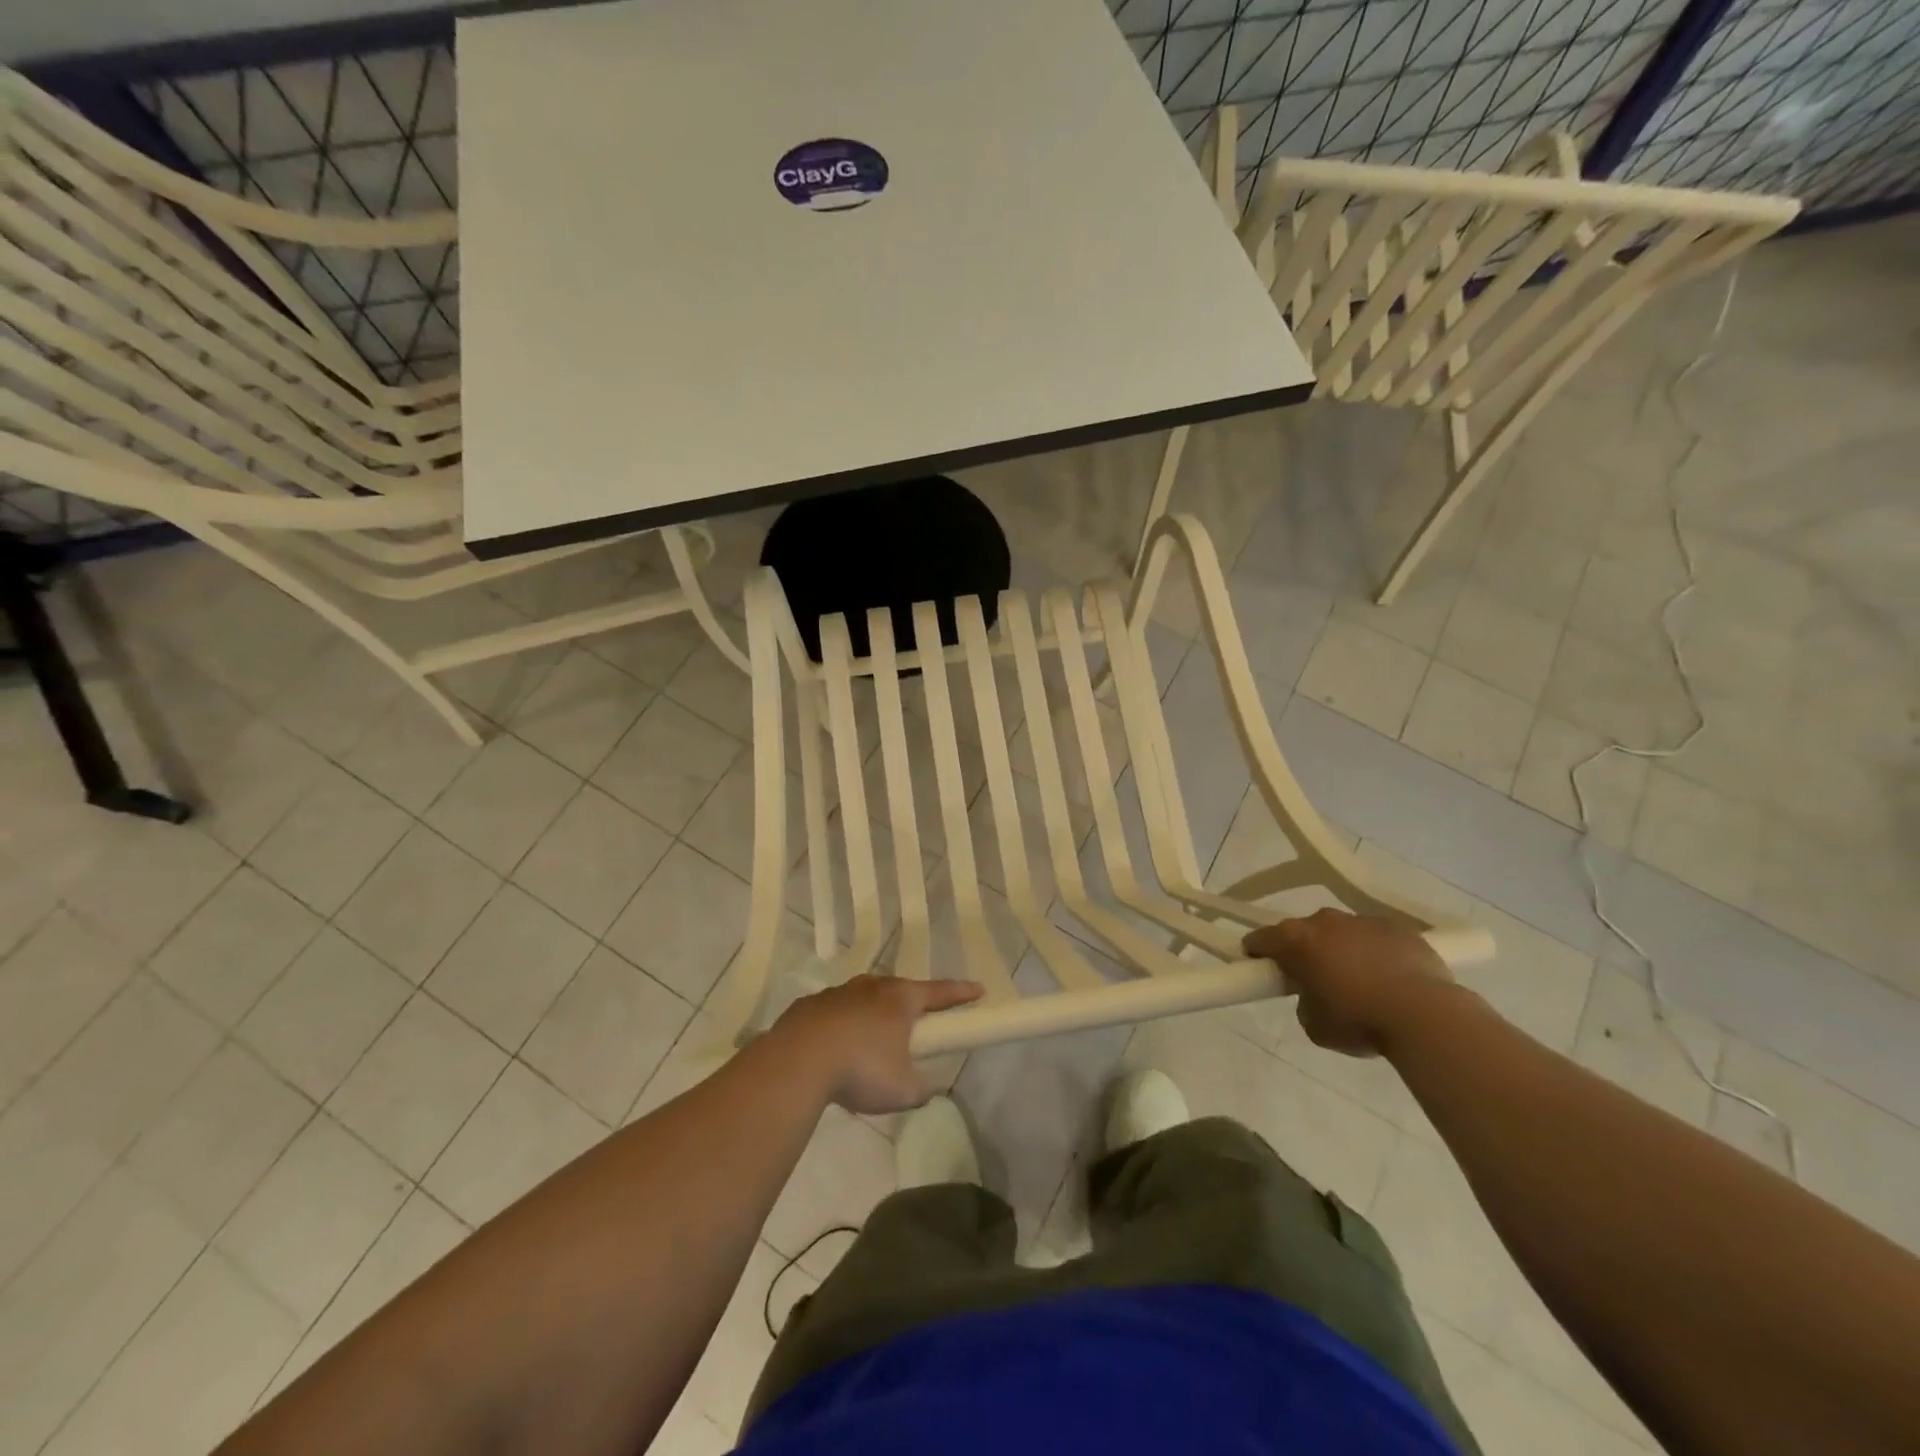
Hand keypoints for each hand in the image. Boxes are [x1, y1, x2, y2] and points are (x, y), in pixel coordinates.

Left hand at [773, 975, 983, 1113]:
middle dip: (910, 1005)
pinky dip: (840, 1027)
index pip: (940, 992)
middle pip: (899, 991)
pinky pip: (833, 1013)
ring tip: (869, 1045)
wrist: (798, 1062)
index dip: (961, 993)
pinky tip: (833, 1050)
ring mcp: (838, 993)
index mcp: (900, 999)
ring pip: (863, 999)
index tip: (978, 990)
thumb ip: (921, 1088)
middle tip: (916, 1023)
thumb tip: (924, 1087)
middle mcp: (872, 987)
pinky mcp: (809, 1006)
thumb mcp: (903, 1090)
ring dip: (872, 1015)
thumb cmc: (861, 1070)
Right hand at [1243, 909, 1453, 1057]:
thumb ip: (1304, 1003)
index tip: (1260, 966)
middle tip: (1315, 979)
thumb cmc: (1359, 1021)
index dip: (1257, 952)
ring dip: (1343, 950)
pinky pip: (1378, 938)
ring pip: (1343, 932)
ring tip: (1361, 981)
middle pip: (1304, 931)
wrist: (1425, 1015)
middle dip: (1305, 951)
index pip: (1261, 939)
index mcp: (1296, 941)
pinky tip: (1391, 978)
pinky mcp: (1399, 928)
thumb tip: (1314, 995)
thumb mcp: (1314, 1025)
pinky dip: (1377, 952)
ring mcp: (1364, 920)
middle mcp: (1325, 921)